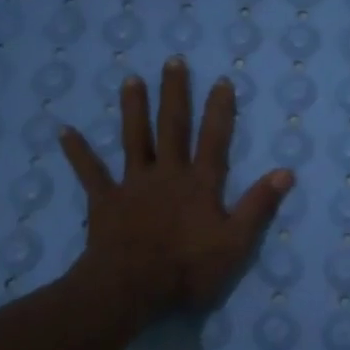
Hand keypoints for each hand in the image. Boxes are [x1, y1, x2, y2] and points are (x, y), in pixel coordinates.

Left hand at [60, 57, 292, 319]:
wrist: (132, 288)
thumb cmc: (188, 269)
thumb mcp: (236, 243)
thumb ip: (258, 206)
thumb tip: (285, 172)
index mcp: (200, 184)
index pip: (214, 140)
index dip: (219, 110)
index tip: (221, 80)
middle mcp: (167, 174)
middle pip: (172, 128)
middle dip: (174, 94)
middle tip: (173, 61)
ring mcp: (133, 185)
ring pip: (134, 139)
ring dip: (133, 109)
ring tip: (130, 79)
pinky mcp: (105, 201)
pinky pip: (90, 173)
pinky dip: (78, 152)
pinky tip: (64, 131)